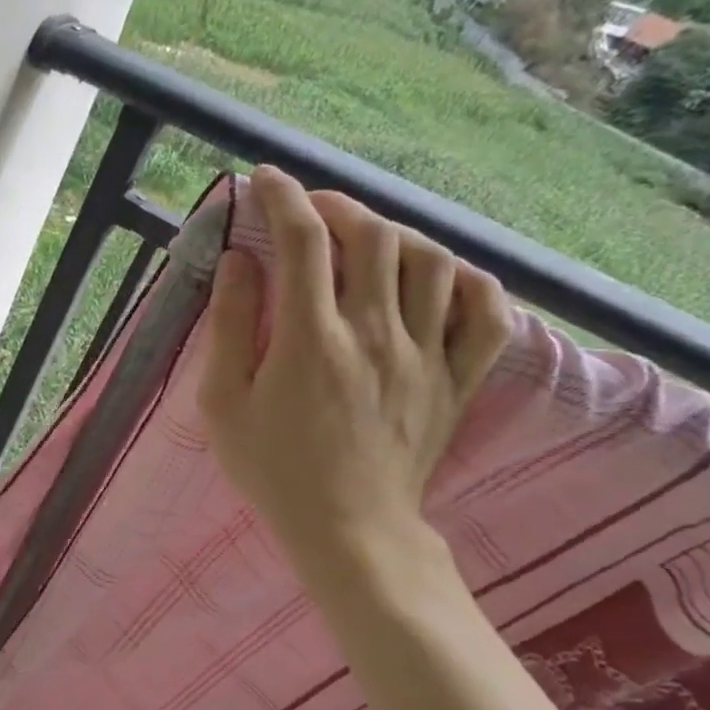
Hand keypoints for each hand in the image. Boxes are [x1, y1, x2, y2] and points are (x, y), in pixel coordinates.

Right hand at [197, 167, 511, 589]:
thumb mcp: (223, 403)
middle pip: (372, 236)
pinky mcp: (457, 379)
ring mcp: (426, 354)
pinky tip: (439, 275)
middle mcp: (375, 333)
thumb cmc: (273, 469)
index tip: (264, 179)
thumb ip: (229, 326)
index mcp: (311, 340)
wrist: (349, 529)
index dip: (282, 197)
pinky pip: (487, 313)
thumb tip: (238, 260)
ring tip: (365, 238)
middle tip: (309, 208)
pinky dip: (469, 281)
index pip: (302, 241)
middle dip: (336, 204)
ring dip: (395, 233)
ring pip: (432, 261)